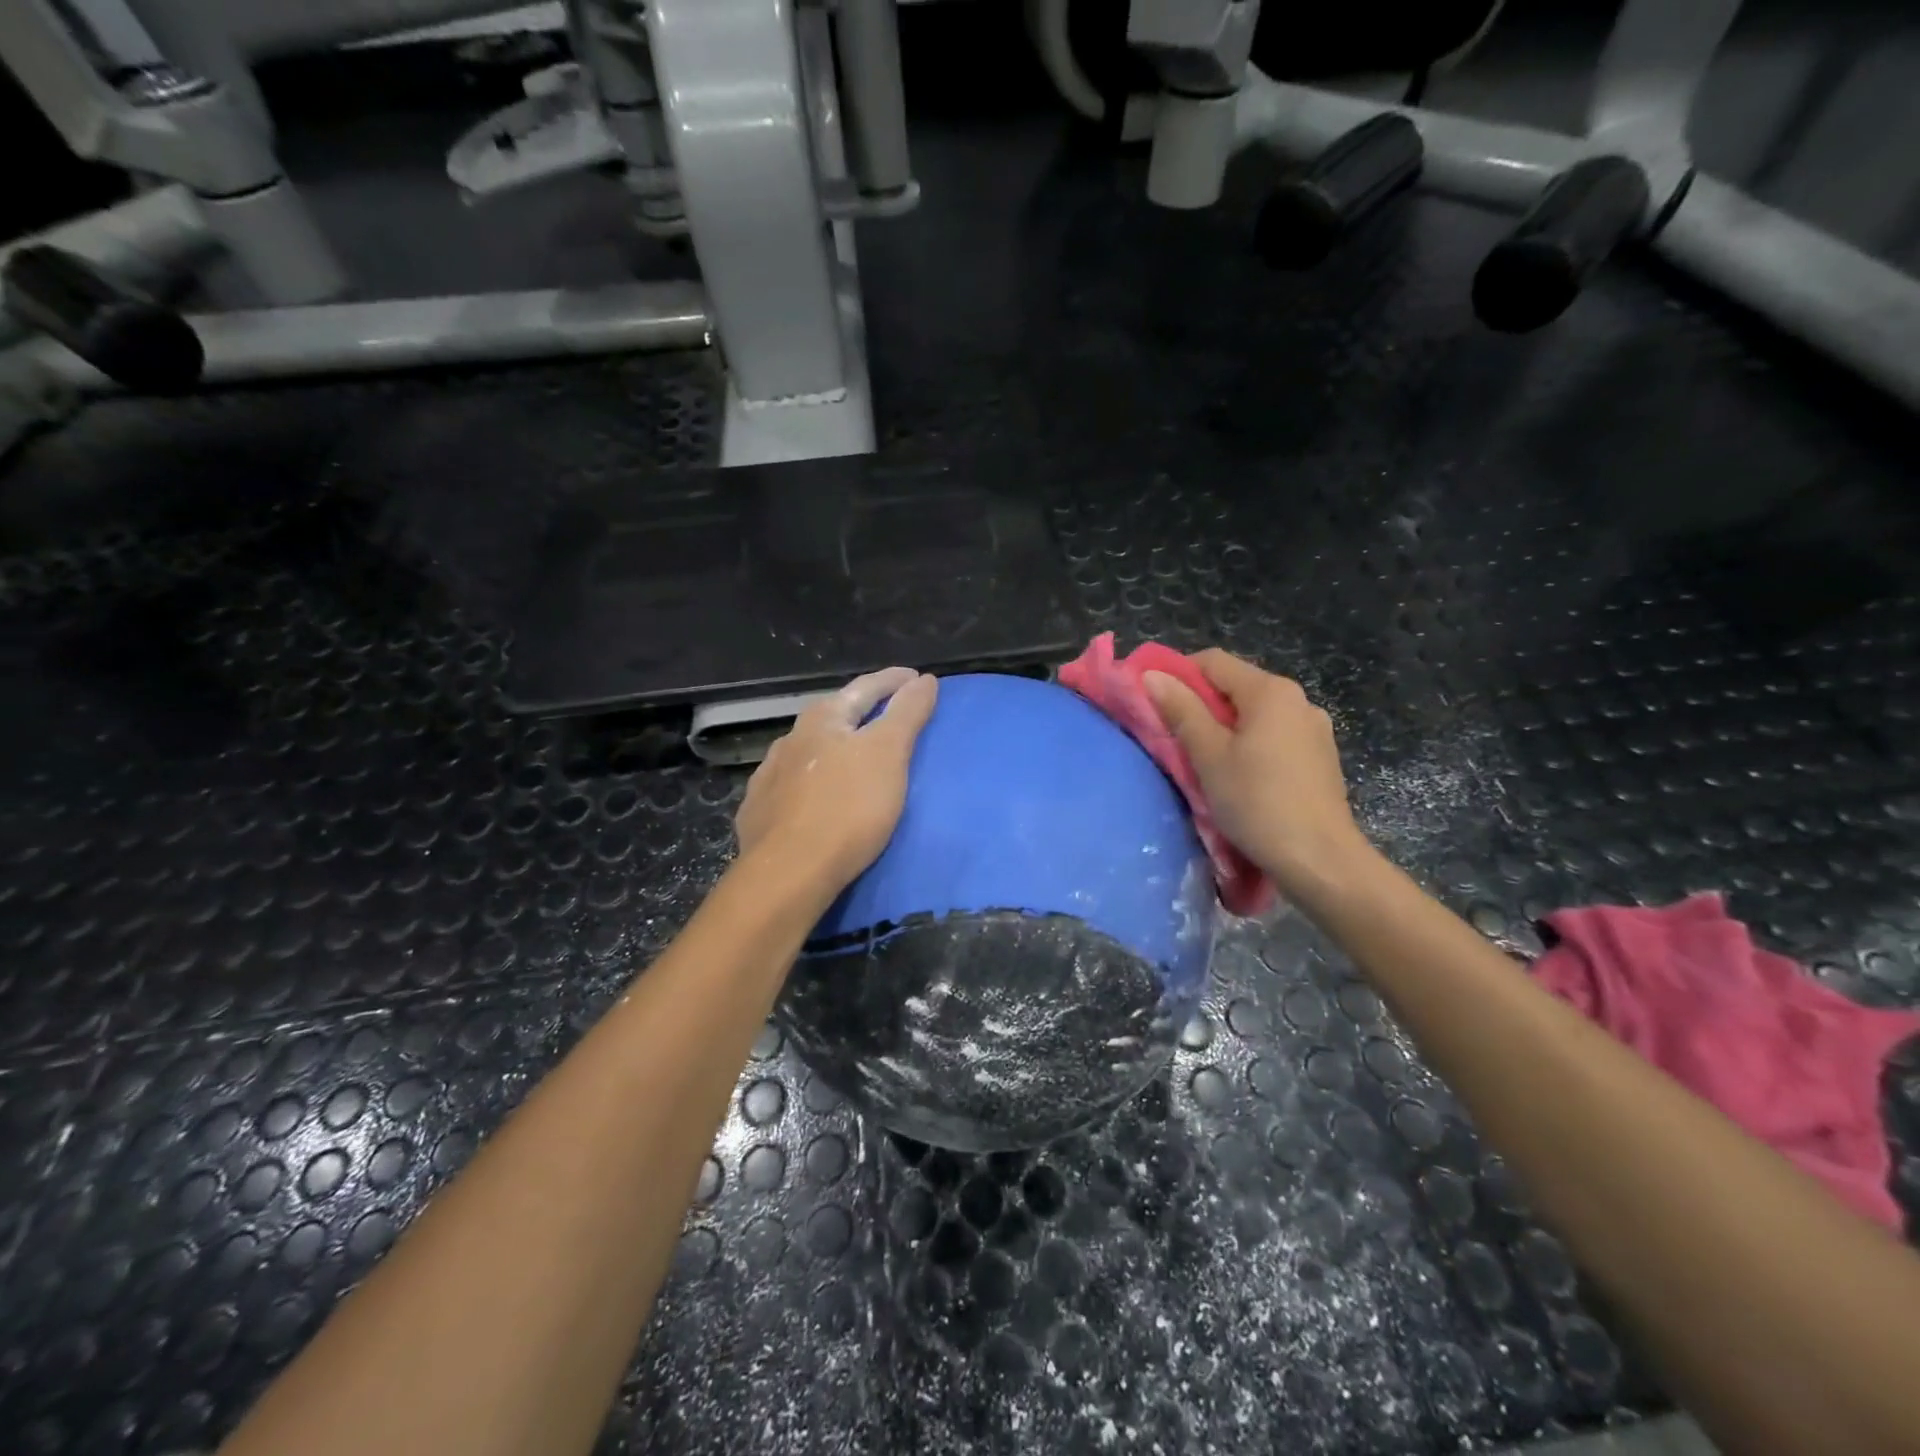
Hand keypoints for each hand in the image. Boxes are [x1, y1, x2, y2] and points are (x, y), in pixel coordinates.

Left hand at [736, 668, 939, 896]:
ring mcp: (769, 776)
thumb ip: (906, 713)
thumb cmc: (847, 808)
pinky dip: (811, 781)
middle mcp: (790, 740)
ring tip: (853, 757)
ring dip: (832, 748)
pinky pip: (791, 786)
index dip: (893, 681)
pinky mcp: (759, 812)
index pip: (865, 688)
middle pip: (833, 717)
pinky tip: (815, 795)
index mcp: (823, 720)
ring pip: (808, 752)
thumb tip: (925, 679)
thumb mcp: (888, 754)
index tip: (915, 677)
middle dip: (860, 712)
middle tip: (887, 715)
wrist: (788, 873)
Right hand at [1143, 650, 1369, 895]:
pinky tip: (1238, 776)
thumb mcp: (1208, 756)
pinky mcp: (1319, 758)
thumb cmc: (1257, 802)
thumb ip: (1181, 710)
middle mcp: (1297, 700)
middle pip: (1235, 686)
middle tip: (1170, 736)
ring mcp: (1313, 729)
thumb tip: (1152, 675)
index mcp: (1270, 691)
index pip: (1212, 661)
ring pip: (1254, 714)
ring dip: (1223, 728)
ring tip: (1202, 760)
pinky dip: (1248, 745)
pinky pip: (1273, 737)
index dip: (1176, 674)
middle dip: (1199, 704)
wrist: (1320, 861)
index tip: (1151, 702)